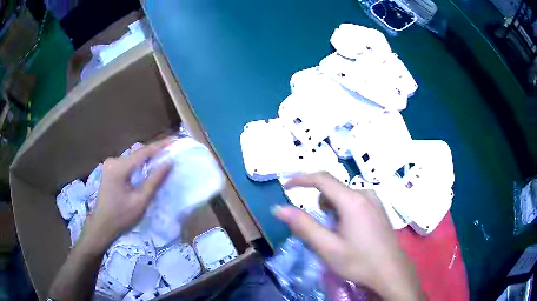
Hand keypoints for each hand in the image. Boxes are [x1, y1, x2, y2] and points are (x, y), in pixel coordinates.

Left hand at [80, 138, 172, 252]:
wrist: (102, 225)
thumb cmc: (121, 216)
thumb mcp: (140, 201)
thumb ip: (154, 181)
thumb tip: (169, 163)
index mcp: (119, 168)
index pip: (143, 152)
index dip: (160, 146)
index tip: (174, 139)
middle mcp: (113, 161)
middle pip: (137, 153)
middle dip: (154, 151)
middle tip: (171, 148)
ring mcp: (110, 164)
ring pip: (133, 157)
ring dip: (147, 157)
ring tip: (163, 155)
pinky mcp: (110, 169)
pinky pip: (128, 162)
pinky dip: (139, 163)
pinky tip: (148, 165)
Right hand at [273, 172, 421, 300]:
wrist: (391, 272)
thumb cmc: (359, 261)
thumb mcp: (327, 247)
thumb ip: (303, 226)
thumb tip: (279, 208)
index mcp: (352, 200)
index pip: (322, 179)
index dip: (301, 179)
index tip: (286, 187)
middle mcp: (365, 194)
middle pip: (333, 189)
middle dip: (320, 205)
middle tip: (321, 231)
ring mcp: (375, 201)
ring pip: (344, 197)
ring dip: (333, 210)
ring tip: (337, 235)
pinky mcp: (379, 209)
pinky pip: (355, 202)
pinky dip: (344, 212)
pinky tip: (351, 233)